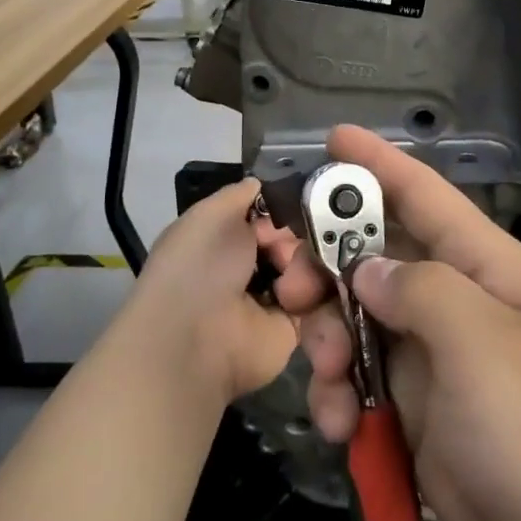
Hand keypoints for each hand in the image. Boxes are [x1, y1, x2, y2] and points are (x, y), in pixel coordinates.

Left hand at [119, 179, 297, 406]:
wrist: (197, 338)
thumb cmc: (199, 267)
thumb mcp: (211, 213)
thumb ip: (240, 193)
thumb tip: (262, 183)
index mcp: (230, 235)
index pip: (277, 210)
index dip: (290, 204)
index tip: (297, 204)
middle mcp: (254, 262)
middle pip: (303, 235)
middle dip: (304, 234)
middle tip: (286, 248)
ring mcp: (277, 294)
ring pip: (316, 264)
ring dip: (306, 268)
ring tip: (286, 281)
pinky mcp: (296, 326)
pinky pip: (323, 300)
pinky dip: (315, 296)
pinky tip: (296, 298)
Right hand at [266, 127, 520, 520]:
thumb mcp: (482, 343)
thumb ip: (419, 289)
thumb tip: (368, 271)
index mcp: (483, 268)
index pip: (425, 196)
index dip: (378, 164)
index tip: (331, 138)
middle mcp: (454, 302)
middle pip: (374, 257)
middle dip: (326, 264)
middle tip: (288, 282)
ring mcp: (432, 357)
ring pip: (355, 321)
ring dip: (325, 339)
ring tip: (322, 372)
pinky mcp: (414, 409)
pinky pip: (359, 382)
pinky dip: (340, 397)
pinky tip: (341, 426)